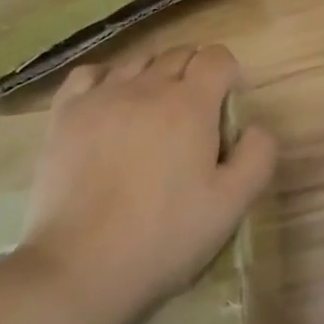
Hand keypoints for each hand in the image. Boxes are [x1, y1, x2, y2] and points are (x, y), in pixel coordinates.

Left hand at [18, 45, 276, 323]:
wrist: (78, 269)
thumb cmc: (163, 236)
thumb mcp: (232, 205)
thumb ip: (258, 155)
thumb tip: (255, 127)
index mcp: (191, 104)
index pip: (217, 57)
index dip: (228, 75)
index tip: (226, 108)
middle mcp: (148, 87)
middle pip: (179, 55)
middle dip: (194, 74)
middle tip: (193, 117)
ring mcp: (102, 97)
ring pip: (138, 61)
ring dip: (154, 76)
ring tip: (152, 113)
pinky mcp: (65, 114)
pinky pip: (90, 74)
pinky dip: (106, 80)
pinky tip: (110, 104)